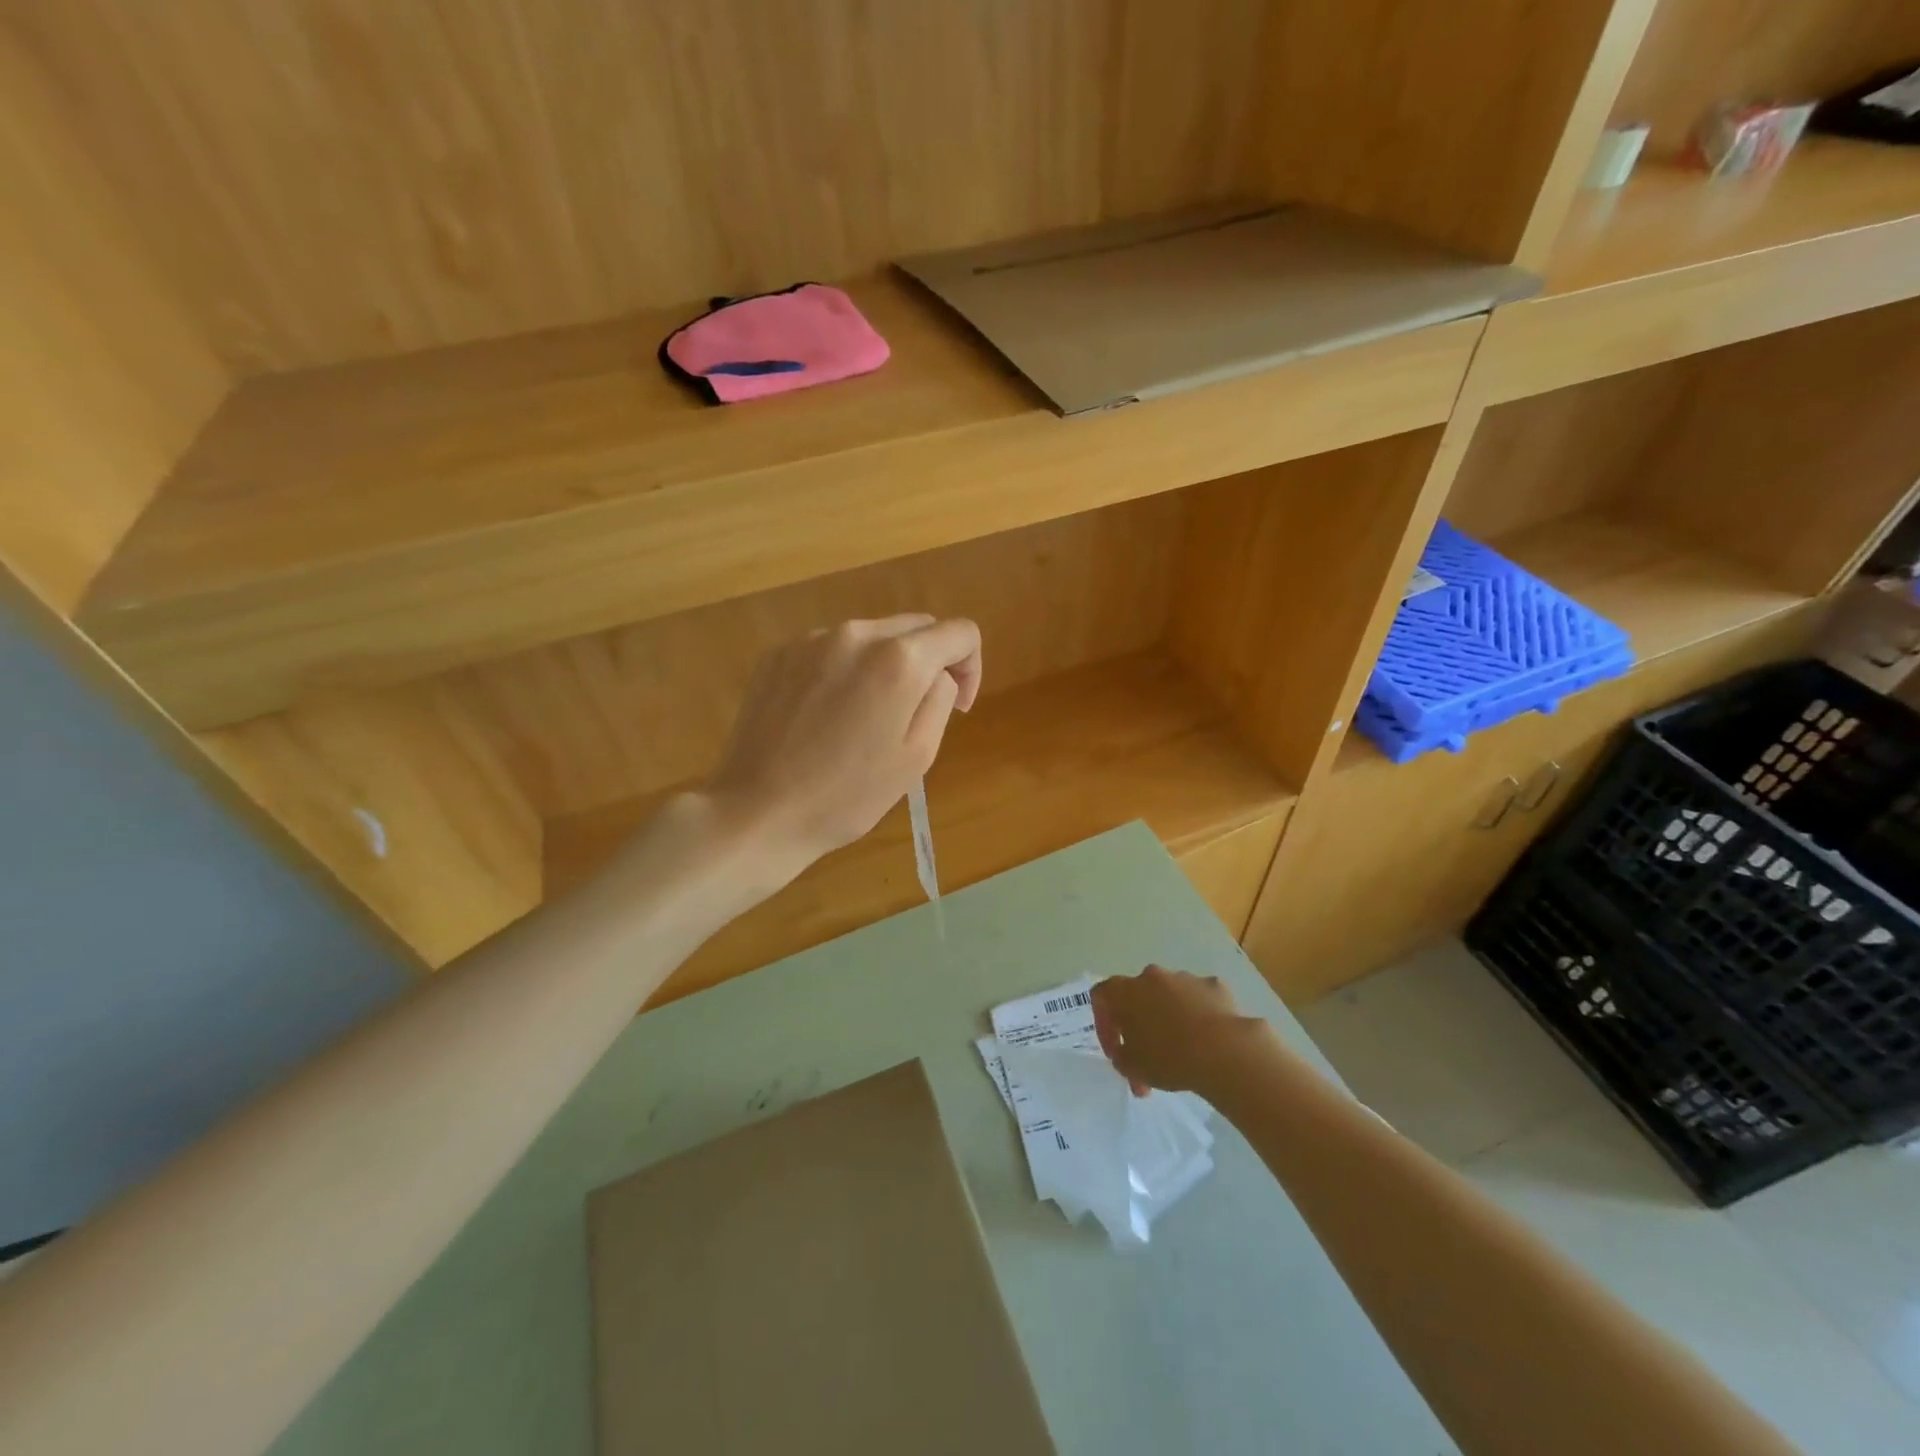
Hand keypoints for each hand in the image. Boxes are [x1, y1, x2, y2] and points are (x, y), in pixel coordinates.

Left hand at [704, 615, 981, 879]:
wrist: (758, 812)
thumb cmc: (848, 796)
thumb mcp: (917, 756)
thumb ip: (940, 698)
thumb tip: (938, 674)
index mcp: (899, 659)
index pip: (960, 633)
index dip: (971, 667)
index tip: (958, 706)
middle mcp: (856, 633)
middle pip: (915, 627)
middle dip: (929, 661)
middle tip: (916, 711)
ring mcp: (811, 639)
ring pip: (871, 636)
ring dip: (884, 664)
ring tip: (865, 716)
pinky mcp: (778, 653)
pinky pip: (830, 648)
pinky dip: (843, 670)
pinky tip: (826, 714)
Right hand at [1091, 965, 1266, 1096]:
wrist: (1223, 1051)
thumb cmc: (1168, 1057)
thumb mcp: (1131, 1067)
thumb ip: (1121, 1055)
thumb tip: (1126, 1051)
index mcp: (1125, 990)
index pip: (1101, 997)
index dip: (1104, 1024)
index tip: (1116, 1052)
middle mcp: (1152, 976)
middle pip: (1138, 996)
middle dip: (1140, 1026)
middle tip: (1148, 1059)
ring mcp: (1185, 978)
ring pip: (1169, 997)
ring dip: (1169, 1019)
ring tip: (1181, 1054)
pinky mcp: (1214, 986)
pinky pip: (1199, 1000)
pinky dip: (1198, 1016)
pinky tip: (1206, 1042)